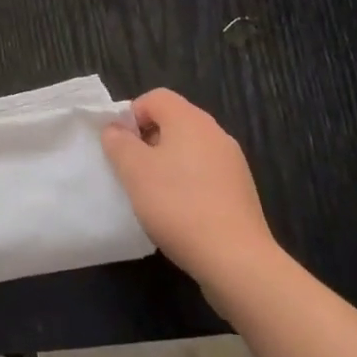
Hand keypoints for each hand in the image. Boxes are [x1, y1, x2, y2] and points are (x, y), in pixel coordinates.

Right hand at [102, 89, 276, 286]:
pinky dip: (188, 183)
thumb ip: (118, 142)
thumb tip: (116, 128)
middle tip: (132, 170)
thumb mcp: (134, 170)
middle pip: (174, 121)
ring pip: (190, 149)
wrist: (236, 259)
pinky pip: (206, 173)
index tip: (121, 146)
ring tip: (154, 194)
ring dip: (167, 163)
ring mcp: (232, 162)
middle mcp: (215, 133)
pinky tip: (180, 212)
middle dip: (148, 140)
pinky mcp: (241, 191)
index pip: (155, 97)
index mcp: (190, 119)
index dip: (132, 115)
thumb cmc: (178, 205)